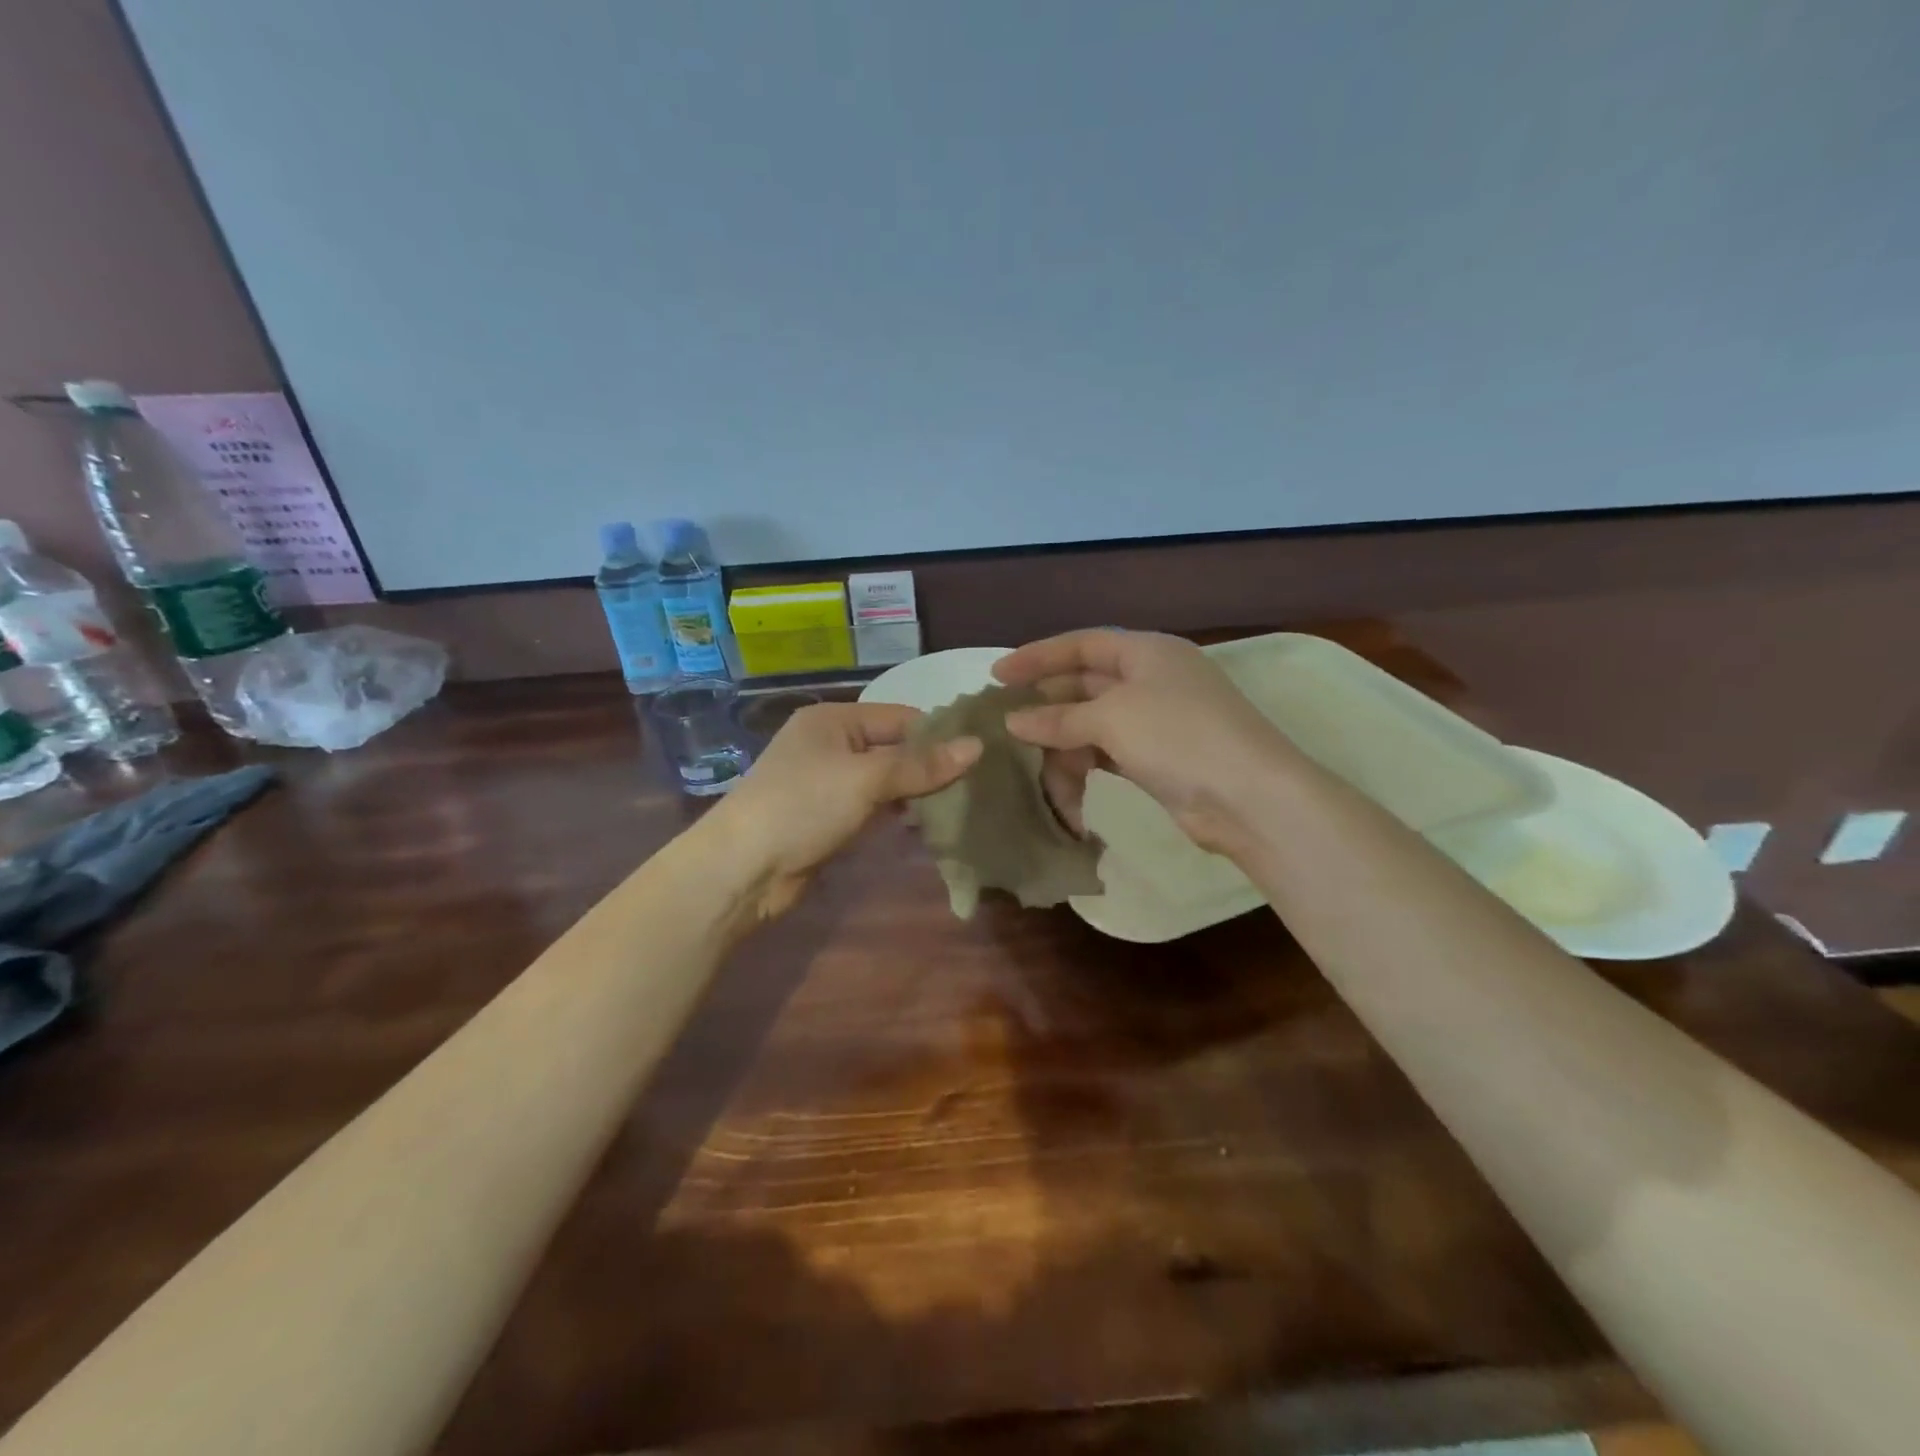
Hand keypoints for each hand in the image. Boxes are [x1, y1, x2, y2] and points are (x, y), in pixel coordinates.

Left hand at [711, 702, 980, 918]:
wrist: (742, 869)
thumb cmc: (803, 806)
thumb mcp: (866, 780)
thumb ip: (921, 766)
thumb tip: (978, 746)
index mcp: (834, 719)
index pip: (901, 717)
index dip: (939, 735)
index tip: (980, 757)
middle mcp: (831, 743)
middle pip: (893, 748)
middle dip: (929, 766)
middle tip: (975, 786)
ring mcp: (828, 781)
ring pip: (885, 779)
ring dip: (914, 792)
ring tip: (958, 806)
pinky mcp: (827, 815)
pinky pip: (871, 805)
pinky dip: (895, 812)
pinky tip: (922, 825)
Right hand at [993, 630, 1297, 856]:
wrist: (1249, 796)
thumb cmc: (1178, 736)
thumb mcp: (1112, 719)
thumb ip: (1059, 719)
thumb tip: (1014, 721)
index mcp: (1147, 652)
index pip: (1082, 644)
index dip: (1038, 656)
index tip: (997, 674)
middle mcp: (1153, 679)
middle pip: (1086, 683)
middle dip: (1046, 704)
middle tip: (1004, 721)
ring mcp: (1158, 720)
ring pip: (1094, 722)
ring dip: (1062, 740)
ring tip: (1028, 762)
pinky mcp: (1159, 758)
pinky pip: (1108, 752)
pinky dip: (1084, 763)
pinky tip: (1062, 781)